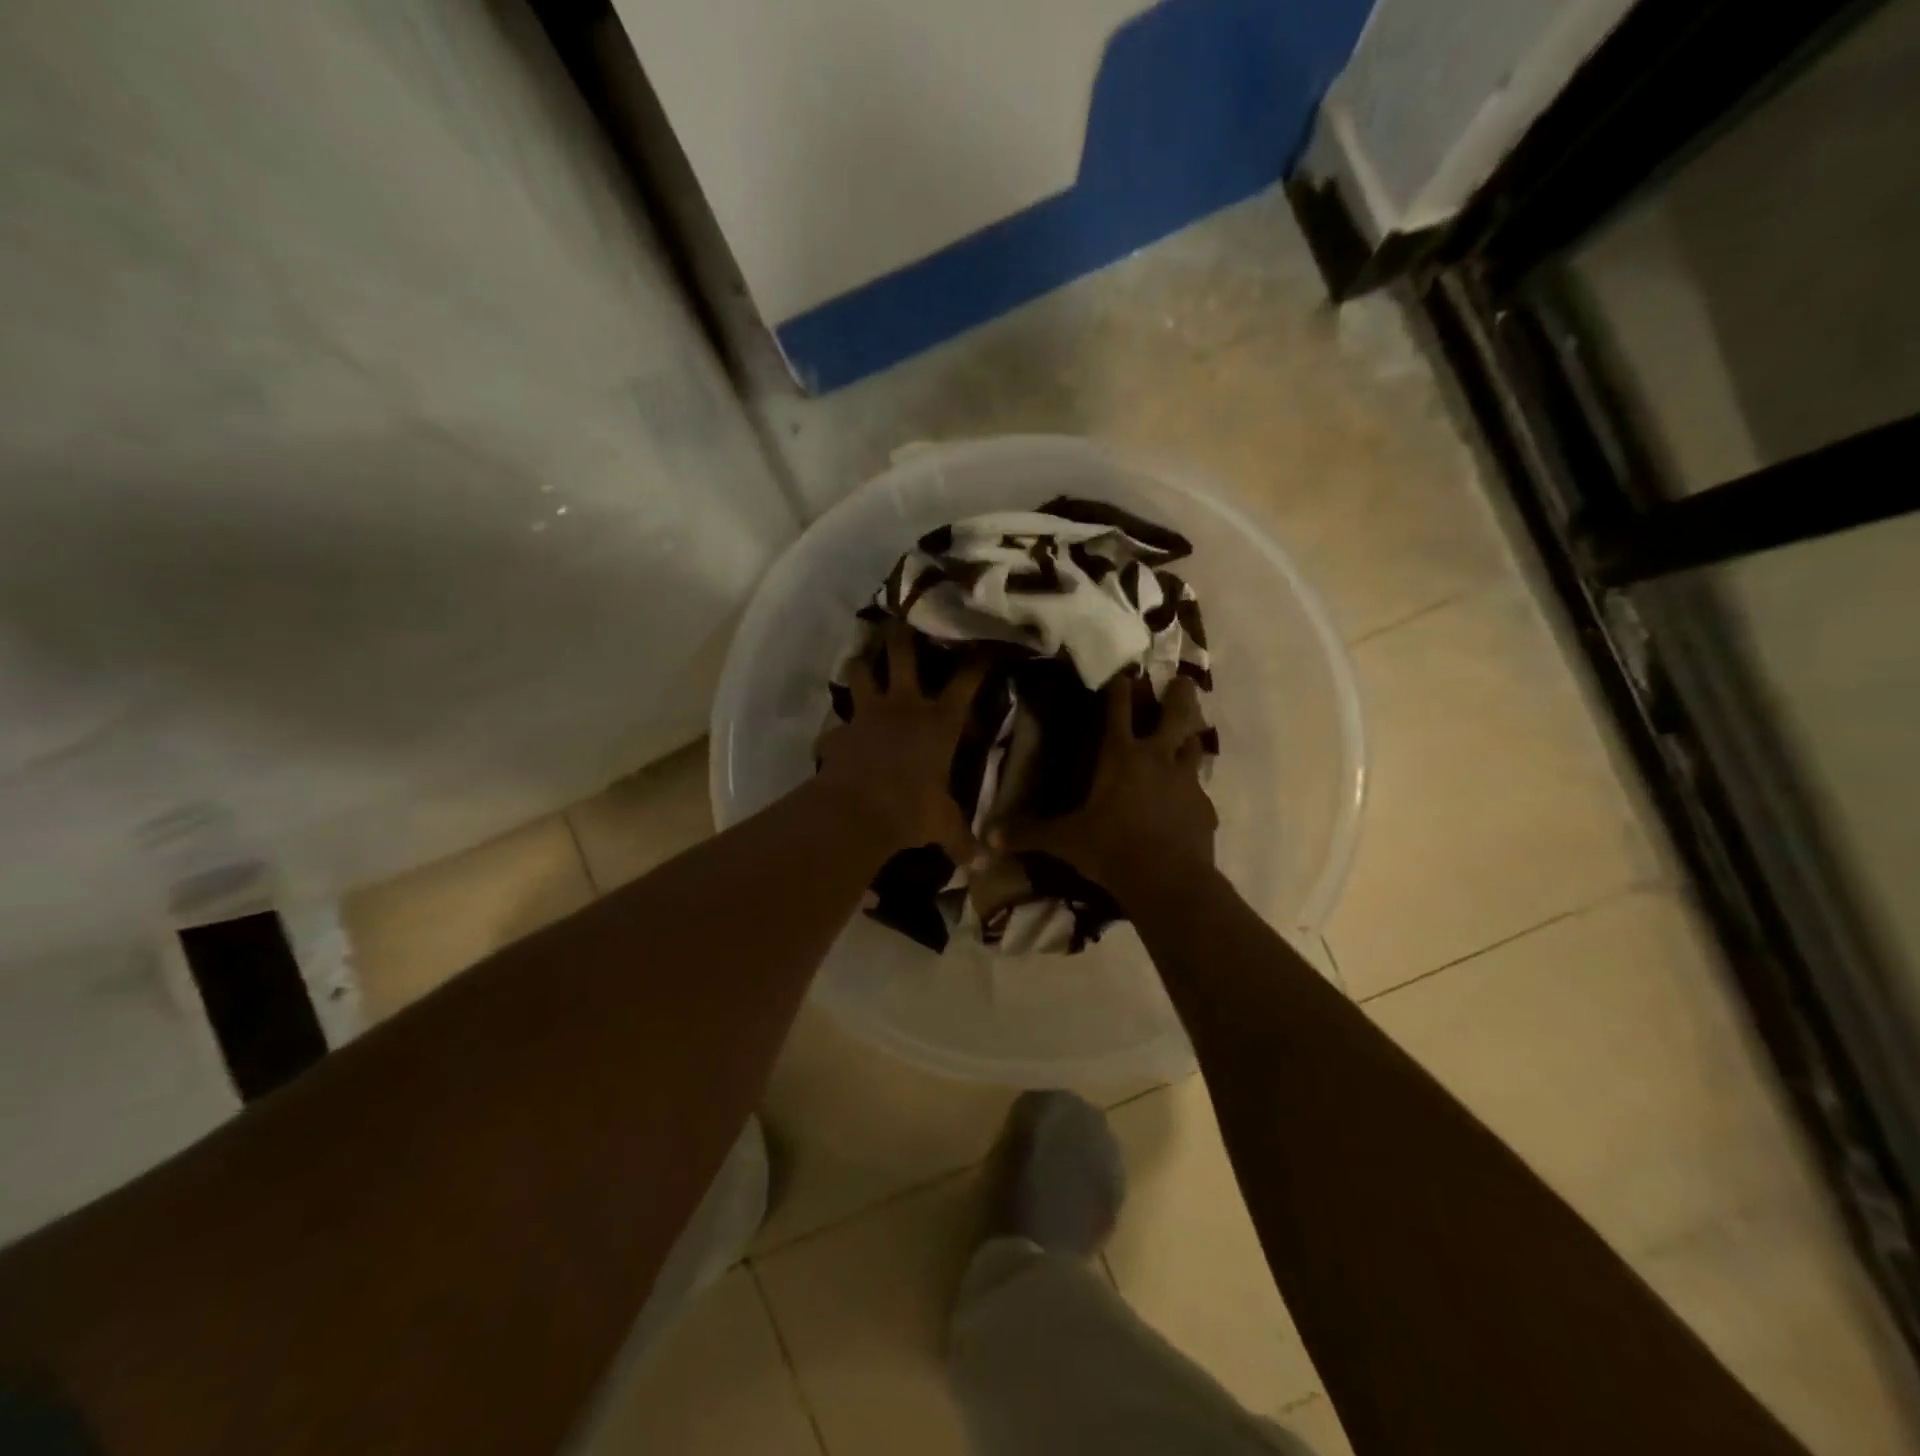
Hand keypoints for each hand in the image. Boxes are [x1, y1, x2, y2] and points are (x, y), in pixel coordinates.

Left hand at [815, 622, 986, 858]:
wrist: (858, 812)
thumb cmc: (912, 810)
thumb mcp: (943, 826)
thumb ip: (963, 840)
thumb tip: (985, 865)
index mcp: (938, 722)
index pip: (965, 682)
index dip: (976, 662)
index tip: (984, 644)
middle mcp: (903, 706)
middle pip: (902, 656)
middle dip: (902, 634)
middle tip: (899, 616)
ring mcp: (867, 715)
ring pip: (859, 674)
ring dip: (859, 665)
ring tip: (858, 658)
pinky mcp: (838, 732)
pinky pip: (835, 727)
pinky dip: (835, 731)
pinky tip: (833, 738)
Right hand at [991, 673, 1215, 899]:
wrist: (1168, 881)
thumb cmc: (1111, 850)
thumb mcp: (1065, 842)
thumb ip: (1029, 833)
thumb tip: (988, 836)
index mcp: (1120, 756)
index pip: (1118, 710)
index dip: (1120, 689)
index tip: (1124, 672)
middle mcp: (1157, 758)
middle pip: (1175, 714)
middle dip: (1180, 694)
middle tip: (1184, 680)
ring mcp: (1186, 781)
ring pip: (1195, 745)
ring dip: (1192, 736)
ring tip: (1190, 733)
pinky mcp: (1204, 808)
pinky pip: (1200, 790)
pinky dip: (1194, 788)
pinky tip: (1189, 799)